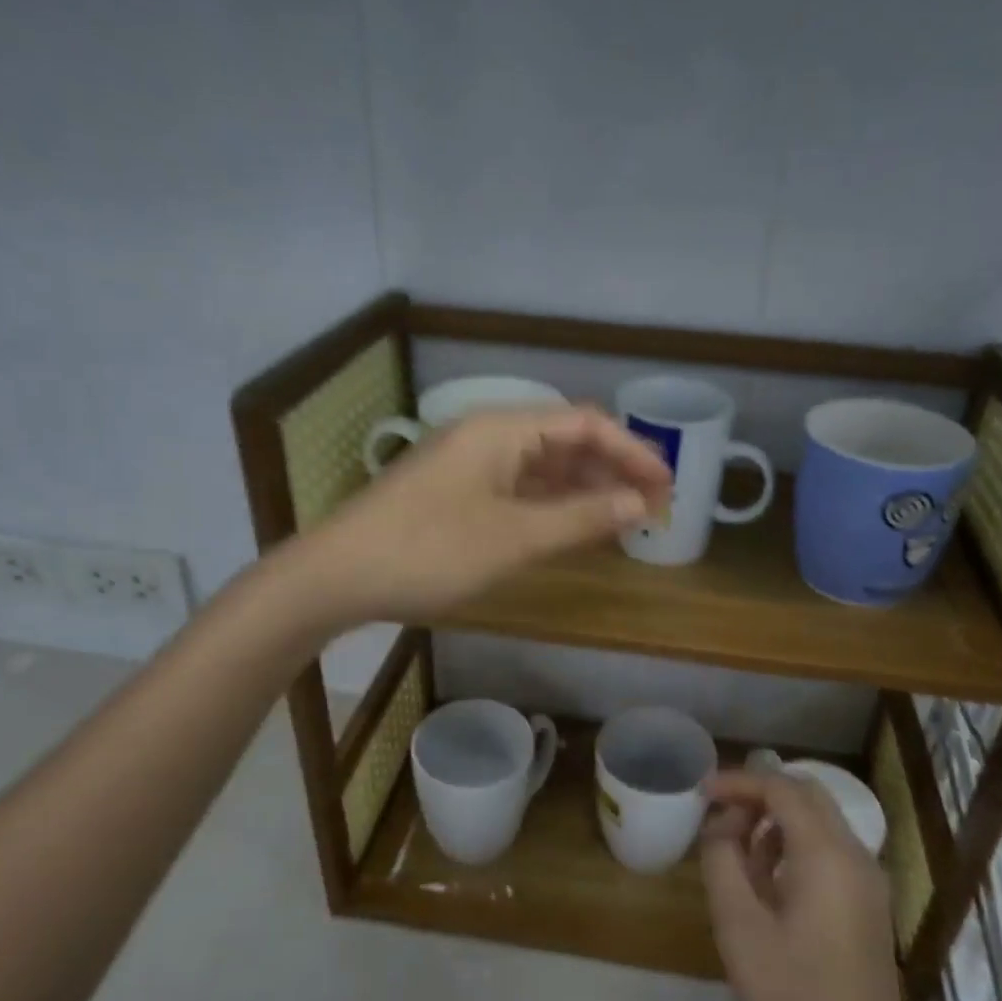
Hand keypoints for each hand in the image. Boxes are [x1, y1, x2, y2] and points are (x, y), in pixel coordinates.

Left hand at [308, 405, 670, 623]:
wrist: (335, 577)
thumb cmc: (429, 551)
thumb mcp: (514, 537)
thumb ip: (580, 518)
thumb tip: (639, 504)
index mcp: (502, 429)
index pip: (586, 424)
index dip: (632, 451)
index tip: (666, 487)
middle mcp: (488, 435)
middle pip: (566, 440)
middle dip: (612, 469)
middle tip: (652, 507)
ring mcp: (468, 463)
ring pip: (542, 465)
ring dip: (583, 488)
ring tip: (622, 518)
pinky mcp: (455, 491)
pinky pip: (518, 486)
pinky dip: (551, 503)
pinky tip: (571, 525)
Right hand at [701, 770, 905, 1000]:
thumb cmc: (793, 1000)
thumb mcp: (739, 928)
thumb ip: (723, 862)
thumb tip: (721, 826)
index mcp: (827, 854)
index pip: (781, 788)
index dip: (739, 781)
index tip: (702, 791)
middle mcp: (856, 855)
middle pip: (806, 795)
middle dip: (760, 795)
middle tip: (719, 816)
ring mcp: (868, 882)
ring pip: (819, 822)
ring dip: (777, 821)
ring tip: (736, 851)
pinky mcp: (868, 906)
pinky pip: (829, 852)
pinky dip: (795, 846)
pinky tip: (767, 882)